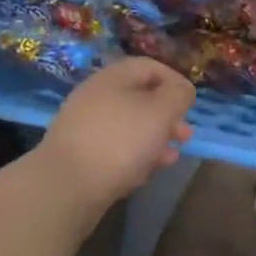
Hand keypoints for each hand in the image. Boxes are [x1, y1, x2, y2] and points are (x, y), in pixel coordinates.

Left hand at [37, 58, 195, 216]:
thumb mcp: (160, 111)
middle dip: (166, 115)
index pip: (152, 67)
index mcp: (115, 76)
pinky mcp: (78, 155)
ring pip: (128, 125)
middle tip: (185, 135)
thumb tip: (182, 90)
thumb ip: (177, 95)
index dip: (176, 82)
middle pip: (140, 97)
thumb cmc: (120, 140)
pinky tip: (145, 173)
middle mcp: (97, 94)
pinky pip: (113, 148)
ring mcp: (84, 125)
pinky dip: (134, 155)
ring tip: (171, 156)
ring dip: (153, 138)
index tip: (191, 105)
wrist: (64, 188)